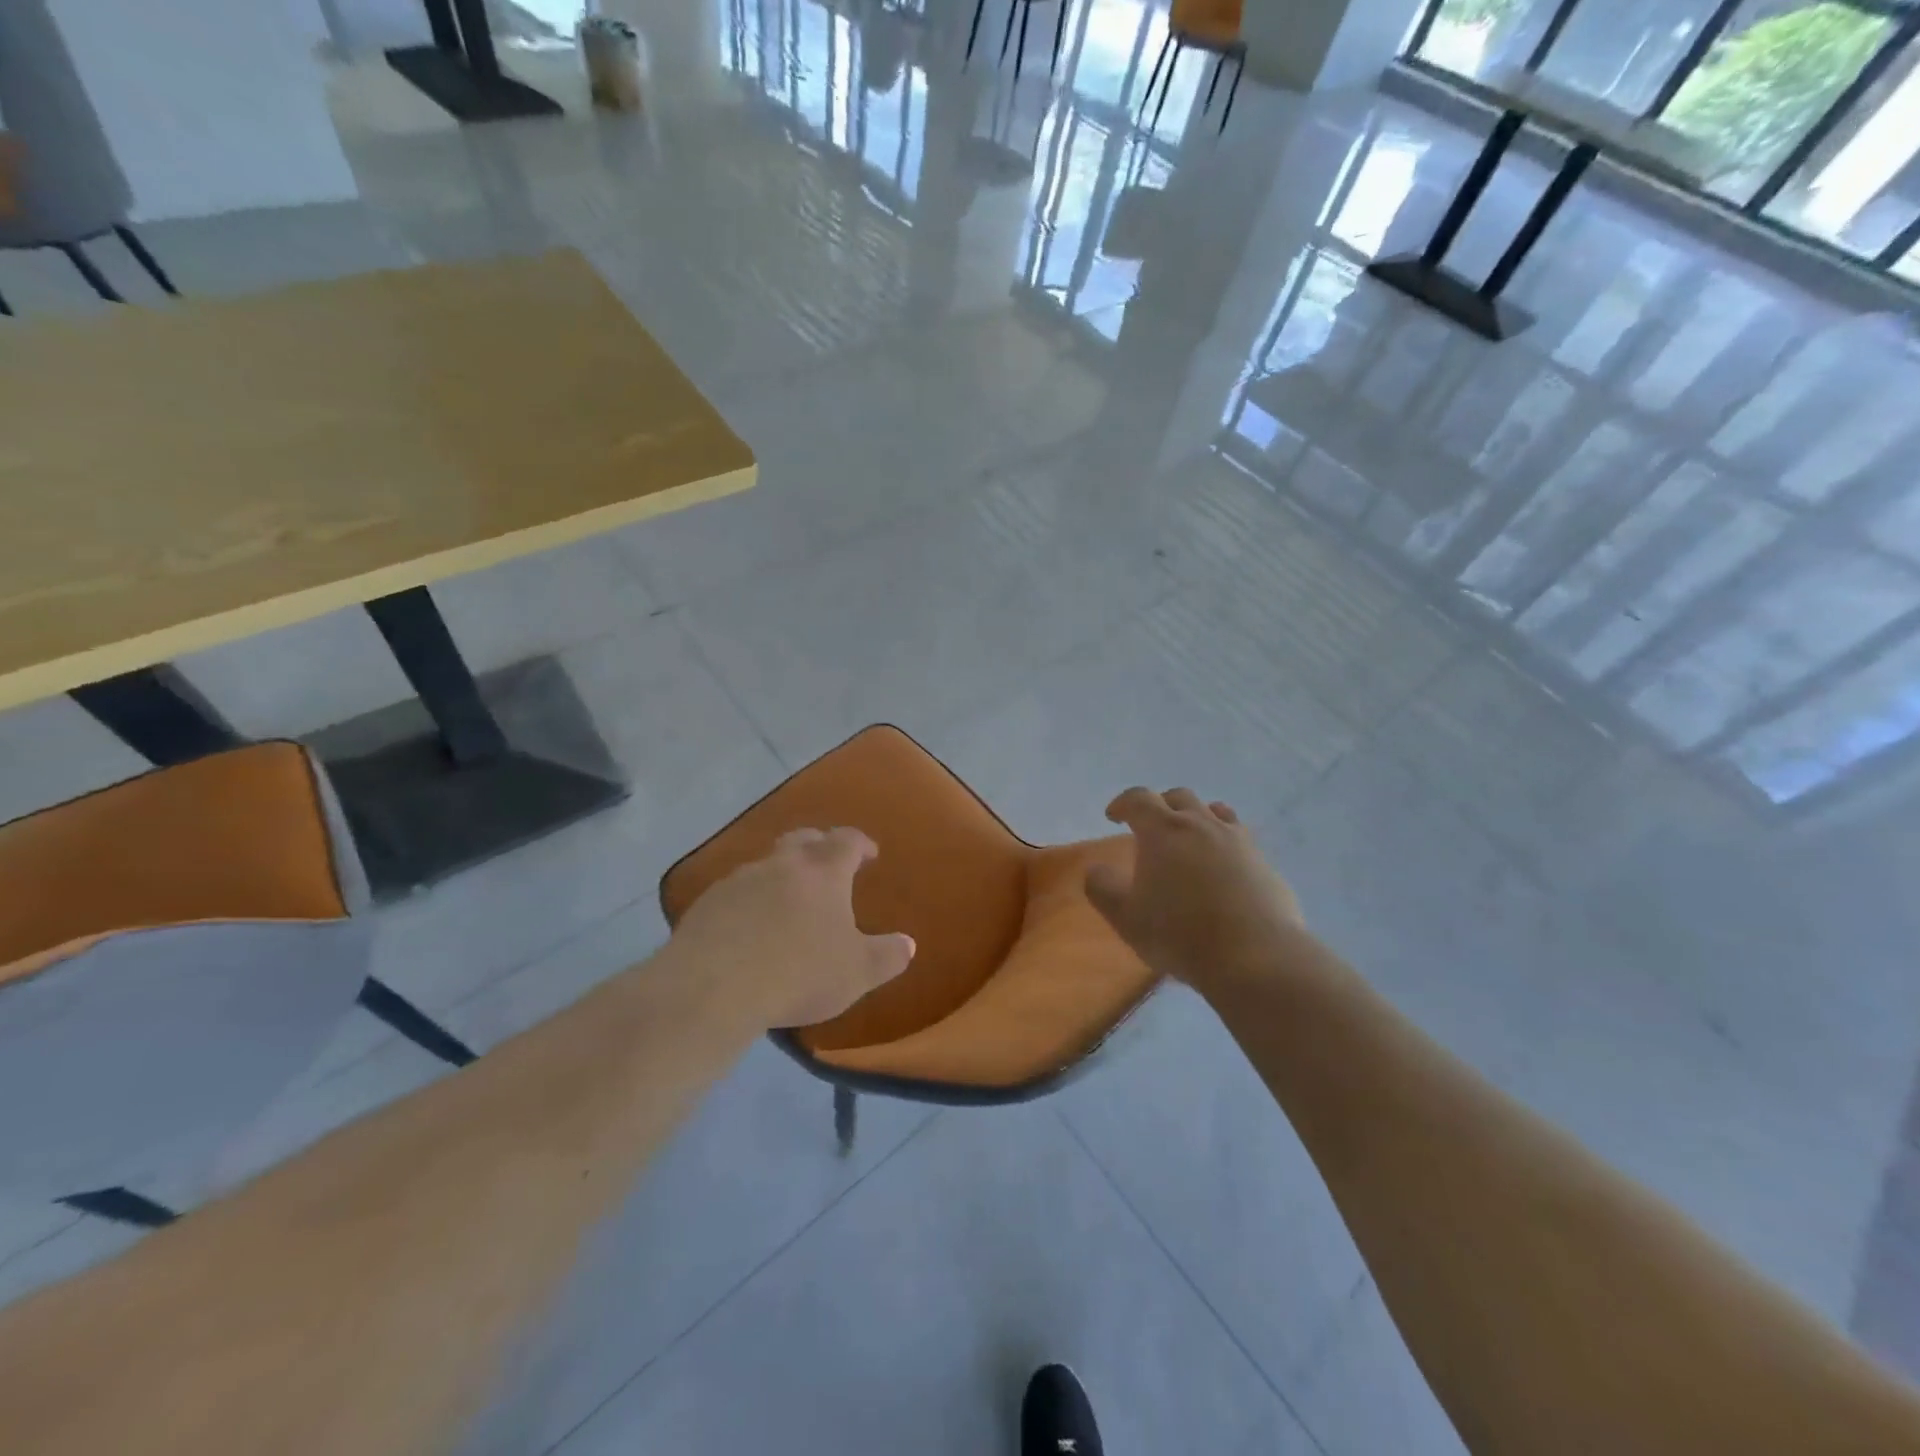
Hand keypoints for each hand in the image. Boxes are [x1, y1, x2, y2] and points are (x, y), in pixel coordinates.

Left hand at [667, 827, 915, 1029]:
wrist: (712, 988)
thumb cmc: (798, 973)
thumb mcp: (857, 972)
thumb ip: (887, 956)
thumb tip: (908, 944)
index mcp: (823, 871)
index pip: (847, 840)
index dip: (860, 844)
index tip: (869, 853)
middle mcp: (782, 864)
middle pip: (804, 839)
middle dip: (819, 846)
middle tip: (829, 864)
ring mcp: (740, 879)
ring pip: (768, 864)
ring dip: (782, 874)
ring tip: (789, 900)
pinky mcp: (708, 902)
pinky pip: (737, 891)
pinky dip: (751, 900)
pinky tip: (750, 926)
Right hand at [1084, 787, 1303, 996]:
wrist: (1255, 957)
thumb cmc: (1180, 934)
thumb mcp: (1126, 917)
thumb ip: (1102, 888)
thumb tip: (1096, 870)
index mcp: (1163, 830)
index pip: (1138, 799)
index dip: (1123, 803)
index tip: (1113, 816)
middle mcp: (1201, 824)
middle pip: (1179, 797)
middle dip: (1160, 806)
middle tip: (1150, 827)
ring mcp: (1238, 840)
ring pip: (1216, 811)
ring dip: (1197, 817)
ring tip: (1190, 839)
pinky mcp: (1265, 862)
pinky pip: (1240, 838)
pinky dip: (1225, 842)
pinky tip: (1223, 867)